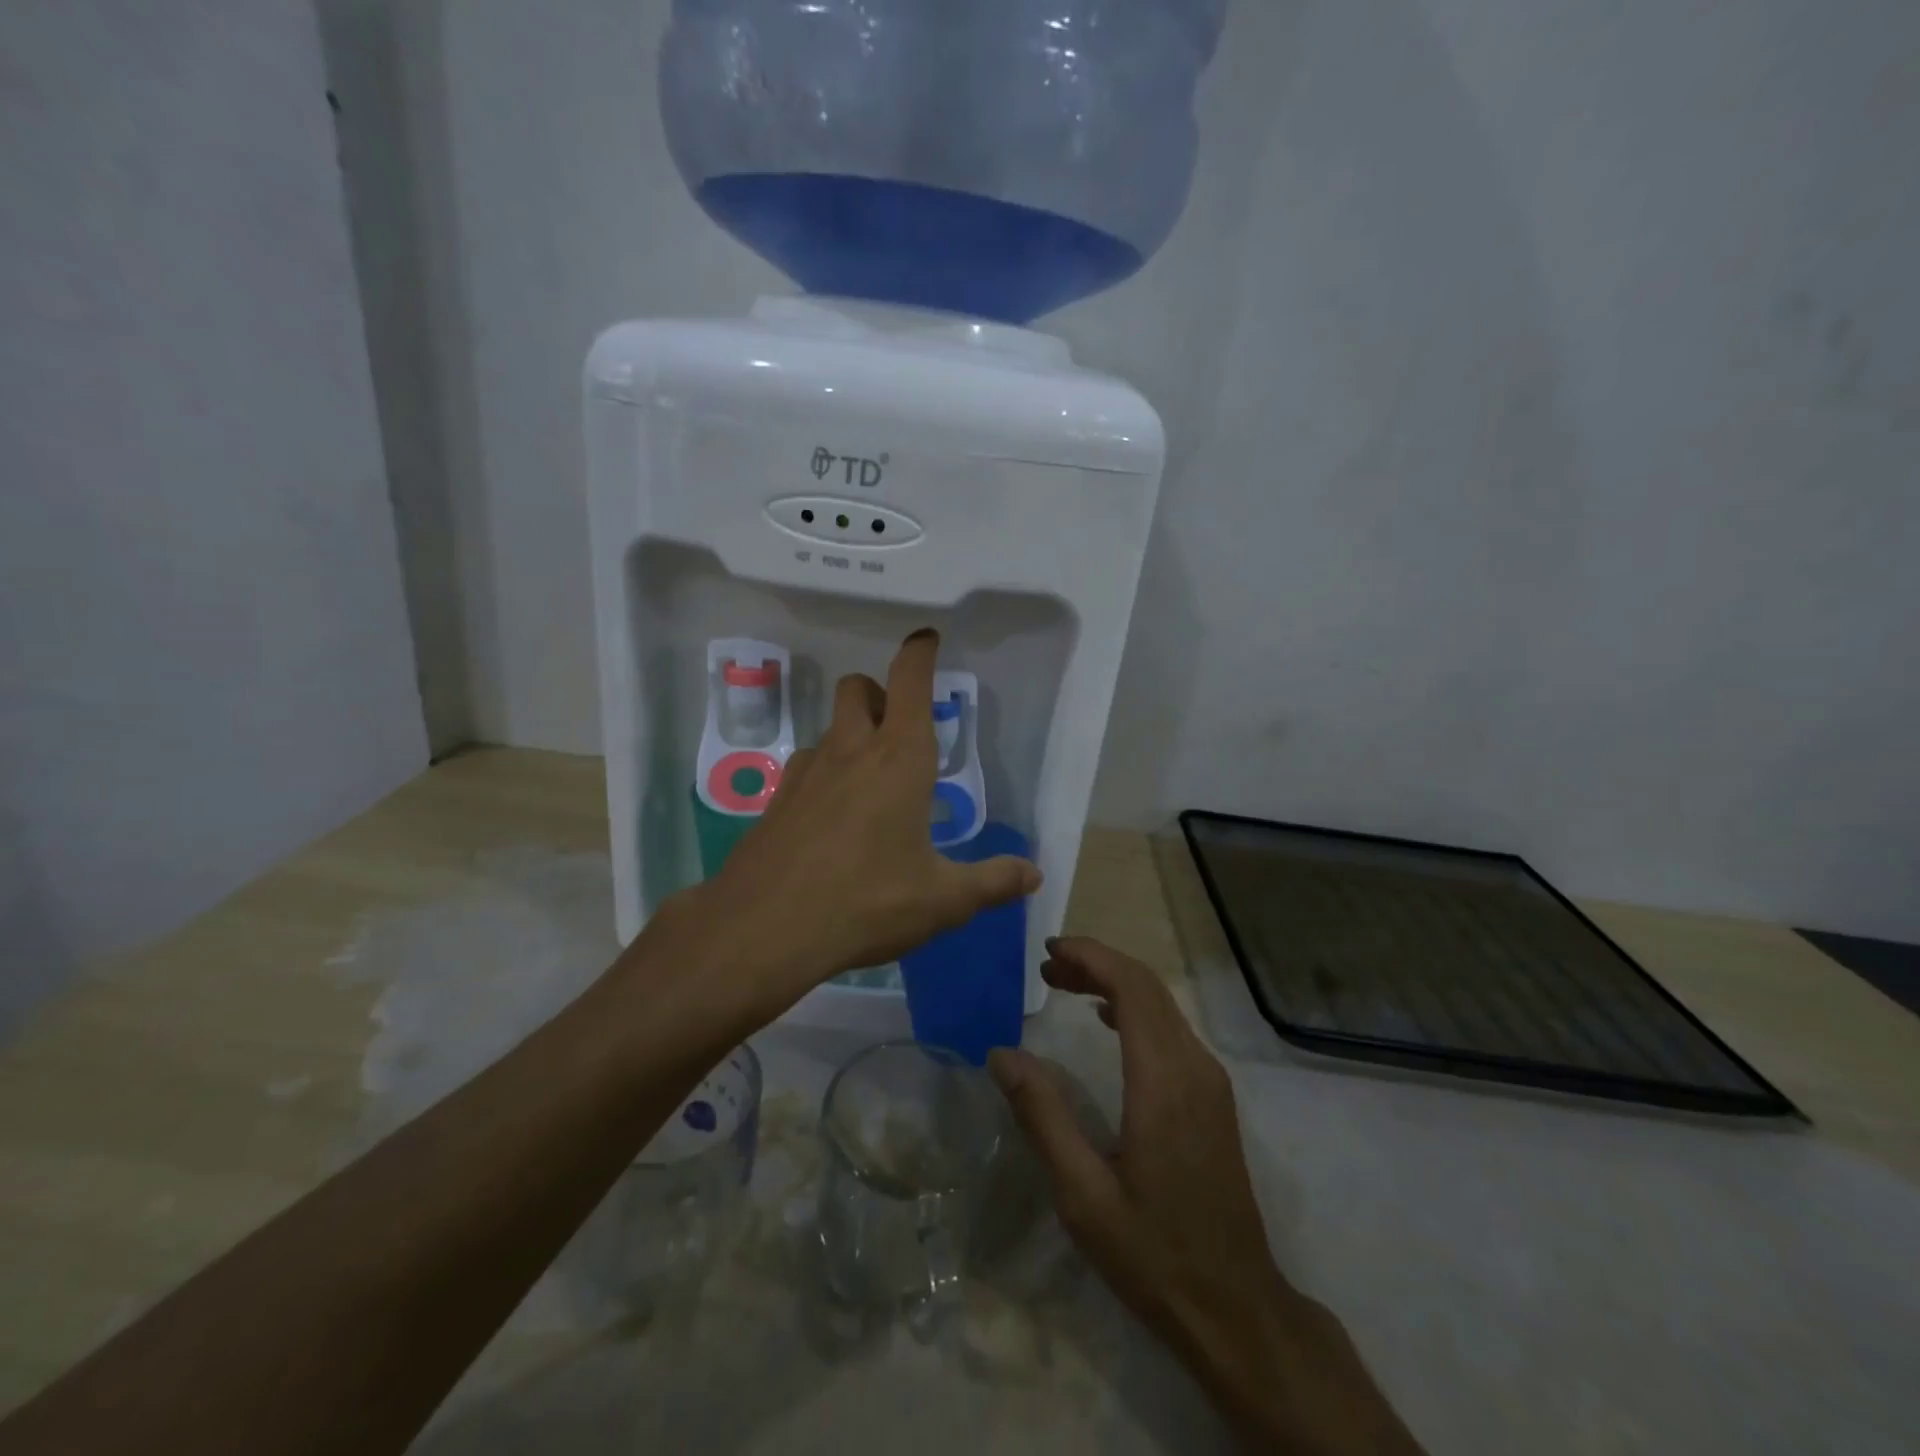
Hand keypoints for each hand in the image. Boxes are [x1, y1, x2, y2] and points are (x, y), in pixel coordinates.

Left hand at [673, 629, 1040, 1013]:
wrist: (764, 929)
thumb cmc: (866, 902)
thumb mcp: (941, 900)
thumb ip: (991, 883)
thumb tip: (1033, 874)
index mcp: (899, 759)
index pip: (909, 681)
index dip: (919, 652)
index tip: (926, 638)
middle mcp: (850, 751)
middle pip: (859, 688)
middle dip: (881, 692)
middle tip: (901, 729)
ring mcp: (806, 773)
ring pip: (830, 728)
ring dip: (853, 734)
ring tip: (872, 783)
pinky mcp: (777, 799)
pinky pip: (807, 766)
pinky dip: (826, 773)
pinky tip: (834, 819)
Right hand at [991, 938, 1422, 1453]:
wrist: (1238, 1309)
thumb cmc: (1154, 1253)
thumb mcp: (1083, 1194)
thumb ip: (1042, 1116)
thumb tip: (1001, 1053)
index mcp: (1163, 1081)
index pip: (1131, 988)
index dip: (1091, 957)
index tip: (1049, 951)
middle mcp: (1194, 1067)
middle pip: (1148, 987)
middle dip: (1097, 964)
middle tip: (1047, 967)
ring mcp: (1210, 1081)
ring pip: (1162, 1005)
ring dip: (1115, 984)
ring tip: (1065, 984)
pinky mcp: (1213, 1097)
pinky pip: (1172, 1029)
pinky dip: (1135, 1009)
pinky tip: (1107, 1020)